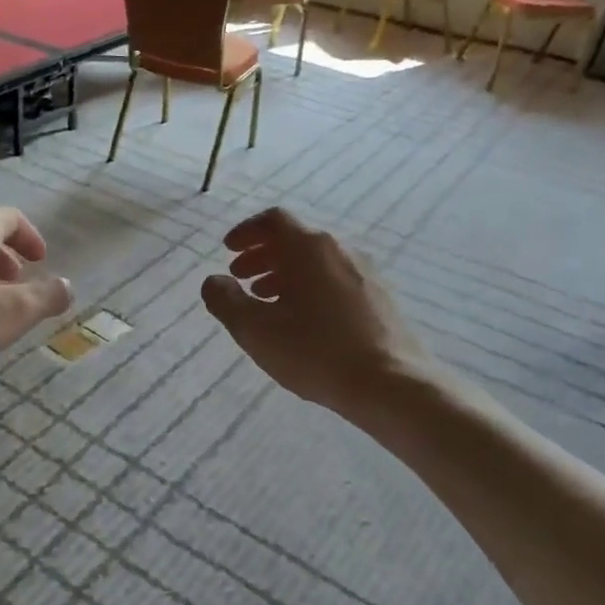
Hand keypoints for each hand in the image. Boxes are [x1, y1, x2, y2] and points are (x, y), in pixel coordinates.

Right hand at [202, 208, 432, 416]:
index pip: (274, 220)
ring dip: (284, 273)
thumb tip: (214, 281)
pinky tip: (302, 319)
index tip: (228, 251)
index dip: (246, 232)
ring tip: (266, 300)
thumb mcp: (256, 330)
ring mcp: (365, 272)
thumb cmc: (315, 351)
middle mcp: (339, 250)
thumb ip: (226, 301)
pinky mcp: (379, 297)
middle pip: (295, 239)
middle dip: (262, 255)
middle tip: (240, 278)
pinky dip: (309, 286)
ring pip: (315, 261)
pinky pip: (334, 279)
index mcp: (309, 248)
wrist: (391, 383)